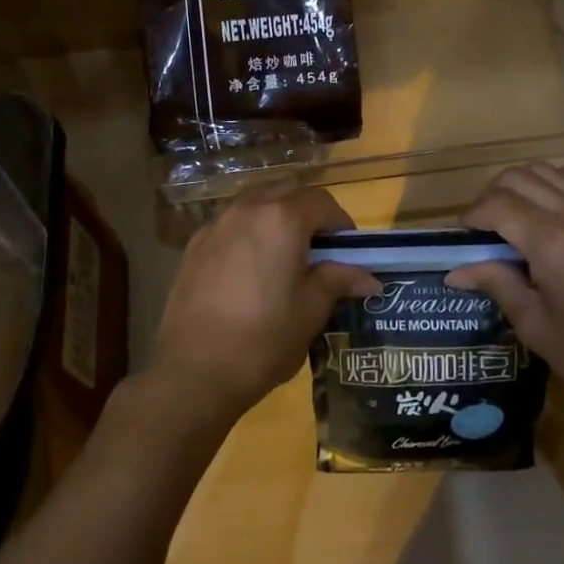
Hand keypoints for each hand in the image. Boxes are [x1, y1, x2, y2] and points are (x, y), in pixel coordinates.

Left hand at [146, 185, 379, 421]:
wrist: (193, 371)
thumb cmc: (263, 339)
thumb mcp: (311, 311)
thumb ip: (338, 281)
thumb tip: (369, 277)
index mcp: (282, 218)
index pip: (322, 202)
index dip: (341, 223)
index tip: (349, 251)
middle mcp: (248, 208)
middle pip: (287, 192)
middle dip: (308, 213)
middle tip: (320, 250)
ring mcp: (216, 224)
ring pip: (256, 202)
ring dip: (276, 217)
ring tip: (285, 256)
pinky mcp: (195, 244)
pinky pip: (231, 223)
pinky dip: (249, 232)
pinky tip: (250, 270)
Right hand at [448, 161, 563, 412]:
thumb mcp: (537, 327)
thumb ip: (497, 285)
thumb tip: (456, 270)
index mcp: (551, 243)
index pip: (496, 204)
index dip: (472, 217)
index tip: (463, 240)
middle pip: (516, 178)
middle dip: (490, 199)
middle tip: (485, 233)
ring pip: (545, 170)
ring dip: (520, 187)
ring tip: (514, 218)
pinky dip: (558, 179)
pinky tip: (554, 205)